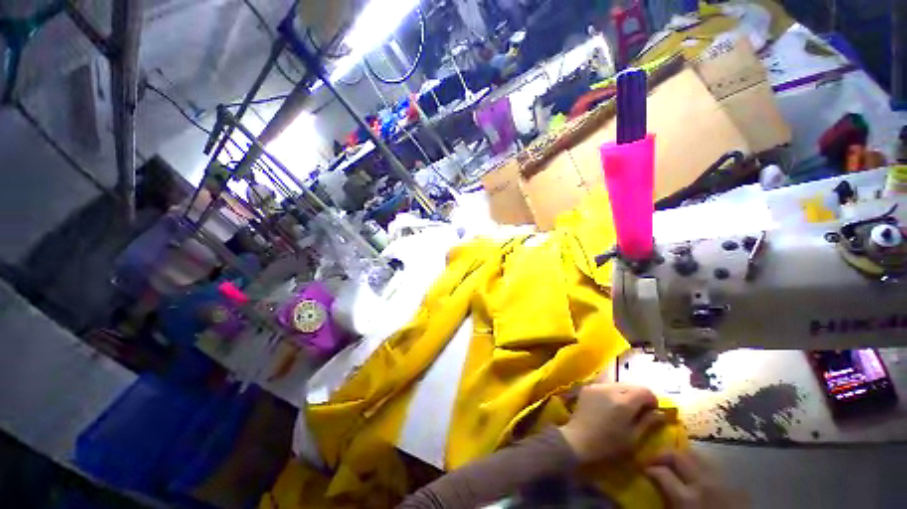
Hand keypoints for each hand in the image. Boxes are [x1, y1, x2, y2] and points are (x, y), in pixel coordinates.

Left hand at [559, 383, 664, 463]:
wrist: (578, 439)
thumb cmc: (608, 444)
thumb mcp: (633, 438)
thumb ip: (648, 422)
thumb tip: (661, 413)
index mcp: (624, 402)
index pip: (644, 390)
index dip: (652, 399)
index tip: (653, 411)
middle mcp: (610, 389)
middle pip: (631, 385)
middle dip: (639, 395)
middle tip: (640, 410)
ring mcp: (597, 386)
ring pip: (618, 383)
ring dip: (626, 392)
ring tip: (625, 407)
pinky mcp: (588, 387)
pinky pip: (605, 385)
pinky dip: (612, 391)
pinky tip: (610, 404)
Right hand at [646, 451, 744, 508]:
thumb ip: (667, 497)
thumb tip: (651, 480)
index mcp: (687, 498)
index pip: (661, 472)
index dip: (650, 467)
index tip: (643, 467)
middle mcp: (704, 484)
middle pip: (679, 456)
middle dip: (664, 454)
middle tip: (655, 458)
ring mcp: (722, 482)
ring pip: (698, 456)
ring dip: (683, 456)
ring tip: (675, 463)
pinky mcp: (734, 484)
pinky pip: (713, 466)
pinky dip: (701, 465)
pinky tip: (697, 471)